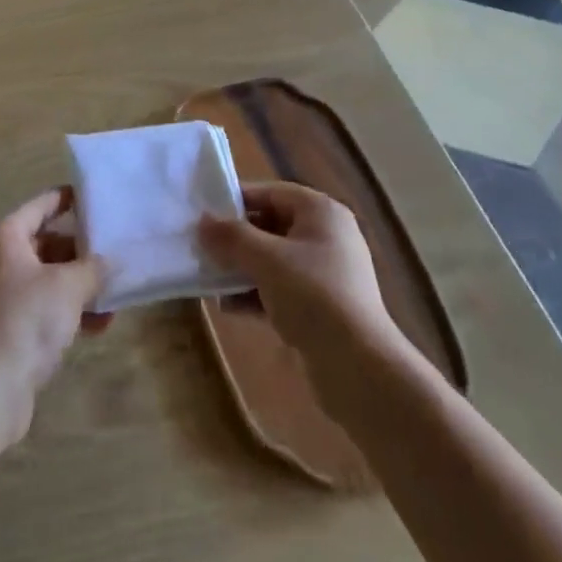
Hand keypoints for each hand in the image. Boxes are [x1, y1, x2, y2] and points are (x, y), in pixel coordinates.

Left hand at [0, 188, 106, 443]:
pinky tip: (97, 327)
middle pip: (46, 243)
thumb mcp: (69, 287)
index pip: (42, 205)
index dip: (69, 199)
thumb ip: (94, 268)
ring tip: (112, 301)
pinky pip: (40, 307)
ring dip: (78, 288)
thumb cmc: (26, 319)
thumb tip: (111, 261)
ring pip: (46, 279)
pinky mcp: (3, 327)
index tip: (96, 199)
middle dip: (81, 254)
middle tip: (113, 258)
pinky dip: (66, 311)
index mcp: (4, 235)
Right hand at [199, 182, 396, 361]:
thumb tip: (201, 221)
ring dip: (242, 268)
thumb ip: (231, 237)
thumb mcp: (266, 260)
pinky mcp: (322, 307)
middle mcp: (326, 236)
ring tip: (210, 279)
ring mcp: (326, 273)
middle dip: (237, 239)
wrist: (360, 369)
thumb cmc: (313, 296)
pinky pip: (282, 288)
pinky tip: (229, 307)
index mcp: (321, 212)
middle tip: (203, 247)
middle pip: (271, 225)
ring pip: (274, 259)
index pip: (271, 192)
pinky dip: (257, 293)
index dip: (237, 200)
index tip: (204, 213)